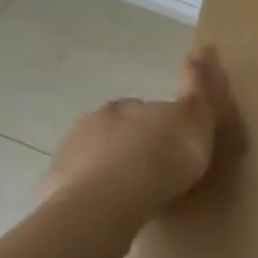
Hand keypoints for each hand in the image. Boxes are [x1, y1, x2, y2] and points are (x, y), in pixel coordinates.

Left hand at [40, 46, 230, 215]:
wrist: (113, 197)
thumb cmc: (163, 155)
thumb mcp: (195, 117)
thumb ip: (198, 85)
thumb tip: (203, 47)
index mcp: (124, 106)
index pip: (141, 108)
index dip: (157, 125)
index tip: (171, 144)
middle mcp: (91, 123)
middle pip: (113, 131)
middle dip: (129, 145)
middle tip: (151, 171)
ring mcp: (68, 154)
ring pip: (91, 157)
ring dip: (107, 169)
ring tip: (129, 194)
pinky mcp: (53, 186)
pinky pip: (73, 187)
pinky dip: (86, 194)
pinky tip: (102, 210)